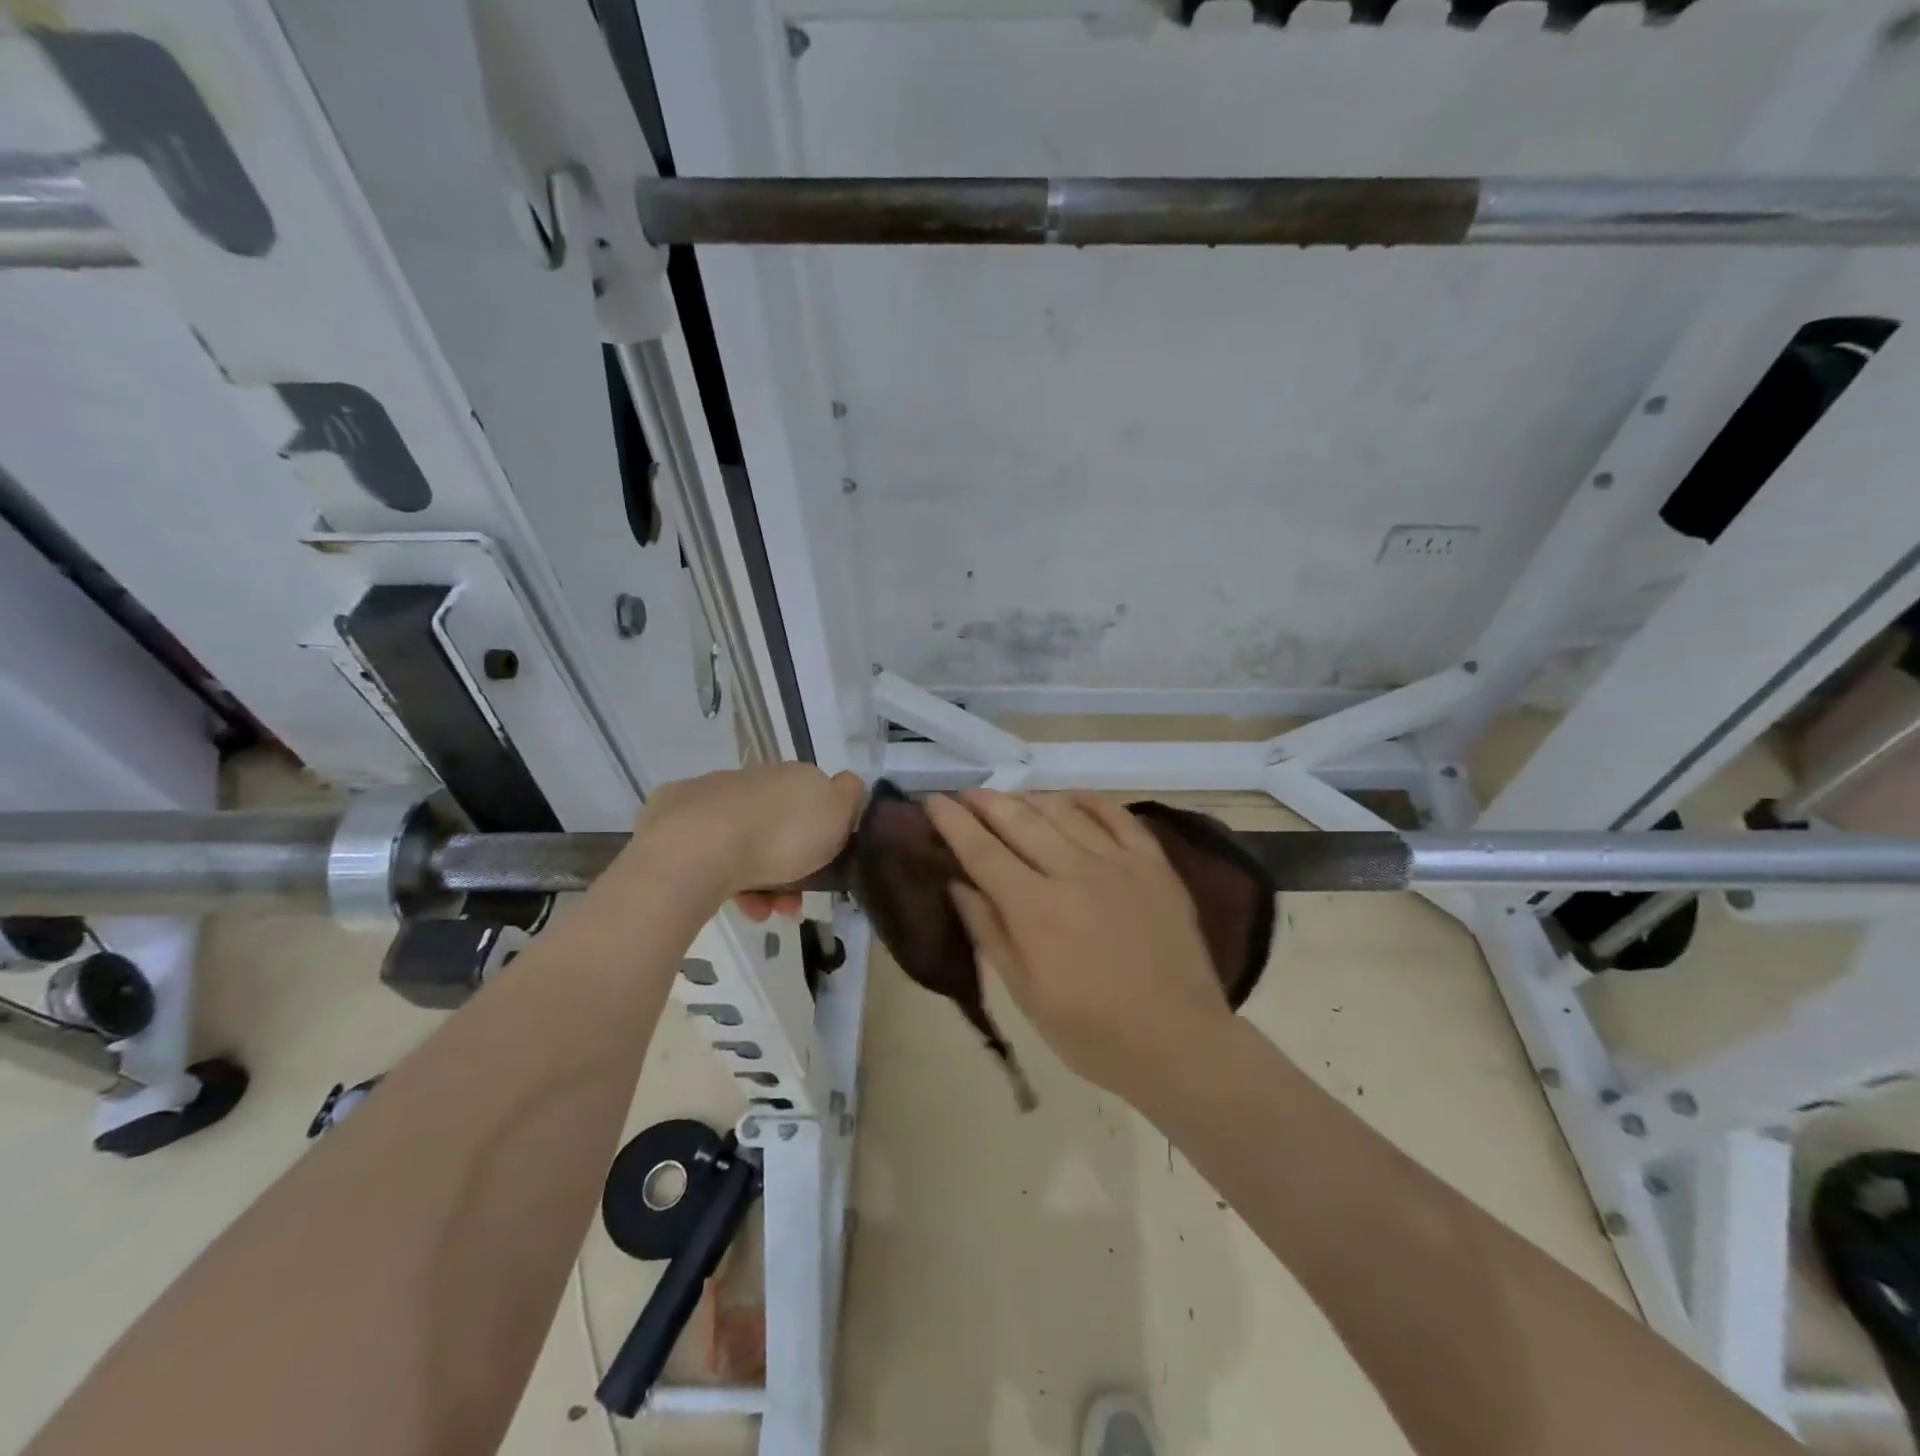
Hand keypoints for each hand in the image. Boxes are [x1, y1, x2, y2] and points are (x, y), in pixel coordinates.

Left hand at [623, 765, 864, 918]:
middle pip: (779, 826)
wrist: (698, 849)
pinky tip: (730, 900)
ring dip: (760, 881)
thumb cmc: (780, 835)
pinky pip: (708, 851)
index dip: (824, 836)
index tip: (826, 868)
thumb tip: (846, 784)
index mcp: (792, 774)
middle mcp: (752, 778)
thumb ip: (850, 795)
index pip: (816, 799)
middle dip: (789, 867)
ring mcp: (709, 795)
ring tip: (760, 913)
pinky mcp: (670, 818)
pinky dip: (724, 877)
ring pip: (744, 842)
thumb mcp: (837, 813)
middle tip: (791, 904)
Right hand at [925, 789, 1233, 1102]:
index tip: (932, 800)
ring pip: (1063, 810)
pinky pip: (1117, 815)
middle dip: (985, 802)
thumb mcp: (1026, 994)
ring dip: (1029, 798)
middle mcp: (1072, 871)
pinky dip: (1088, 800)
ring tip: (1009, 798)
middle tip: (964, 792)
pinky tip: (1069, 797)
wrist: (1179, 1041)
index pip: (982, 851)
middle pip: (1019, 820)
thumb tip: (958, 885)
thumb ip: (990, 933)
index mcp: (1035, 908)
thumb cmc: (1092, 1031)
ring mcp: (1117, 862)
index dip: (953, 822)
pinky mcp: (1153, 863)